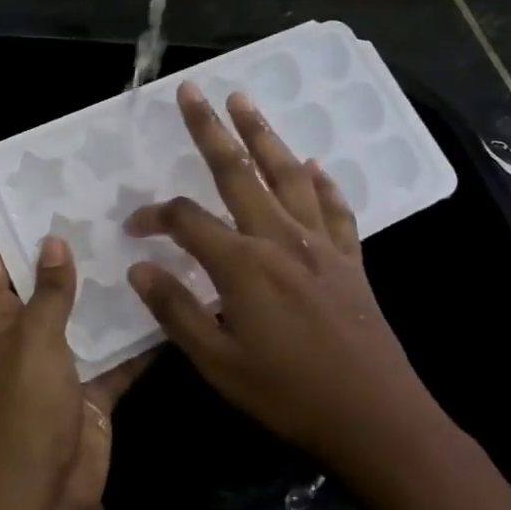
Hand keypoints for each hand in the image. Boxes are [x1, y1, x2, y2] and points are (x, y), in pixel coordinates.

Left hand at [0, 221, 147, 509]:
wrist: (41, 491)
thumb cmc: (25, 406)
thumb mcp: (34, 340)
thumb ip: (49, 292)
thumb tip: (53, 242)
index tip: (18, 185)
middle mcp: (28, 332)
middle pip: (43, 281)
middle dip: (65, 246)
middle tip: (97, 204)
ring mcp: (62, 361)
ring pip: (86, 314)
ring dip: (106, 287)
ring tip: (138, 240)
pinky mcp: (93, 387)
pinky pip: (119, 354)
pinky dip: (139, 336)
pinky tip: (168, 304)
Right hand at [124, 82, 434, 478]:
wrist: (376, 418)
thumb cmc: (289, 394)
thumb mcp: (218, 363)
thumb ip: (176, 311)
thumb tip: (138, 269)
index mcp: (242, 264)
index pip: (186, 221)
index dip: (154, 216)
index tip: (134, 227)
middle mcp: (280, 238)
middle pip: (238, 172)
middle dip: (210, 129)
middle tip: (193, 91)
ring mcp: (320, 245)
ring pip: (287, 175)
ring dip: (264, 135)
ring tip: (245, 102)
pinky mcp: (350, 259)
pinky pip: (334, 208)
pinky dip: (323, 182)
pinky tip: (314, 165)